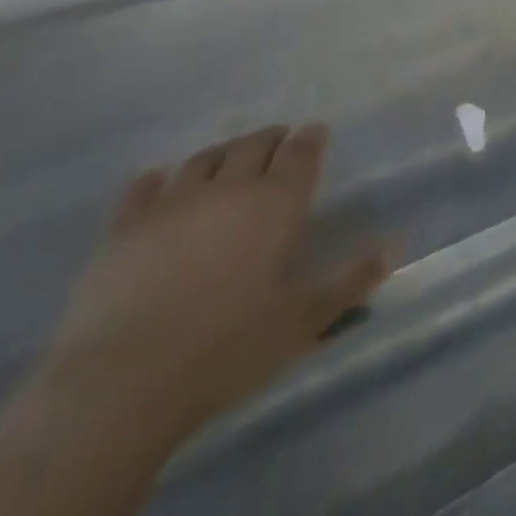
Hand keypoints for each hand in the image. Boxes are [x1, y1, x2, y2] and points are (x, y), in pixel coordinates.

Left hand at [39, 123, 392, 443]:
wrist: (121, 383)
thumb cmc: (228, 349)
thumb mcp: (304, 320)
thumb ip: (352, 279)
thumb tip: (394, 245)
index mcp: (276, 204)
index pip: (300, 154)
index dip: (311, 139)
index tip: (317, 132)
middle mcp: (228, 189)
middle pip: (253, 146)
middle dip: (271, 139)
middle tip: (280, 141)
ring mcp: (171, 205)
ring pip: (203, 160)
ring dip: (223, 152)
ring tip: (230, 158)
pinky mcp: (122, 230)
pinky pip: (143, 189)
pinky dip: (157, 180)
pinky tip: (159, 181)